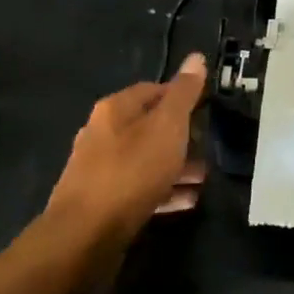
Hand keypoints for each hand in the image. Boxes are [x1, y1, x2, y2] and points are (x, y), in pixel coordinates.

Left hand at [44, 54, 208, 260]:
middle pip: (149, 126)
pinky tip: (186, 201)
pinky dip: (163, 190)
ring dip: (176, 166)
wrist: (84, 237)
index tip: (206, 110)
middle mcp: (102, 133)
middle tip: (208, 147)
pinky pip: (139, 188)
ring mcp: (99, 170)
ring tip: (204, 179)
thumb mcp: (167, 126)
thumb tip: (196, 57)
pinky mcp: (101, 202)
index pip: (153, 89)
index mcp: (115, 109)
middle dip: (181, 136)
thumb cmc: (131, 171)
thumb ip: (184, 93)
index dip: (182, 97)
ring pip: (146, 159)